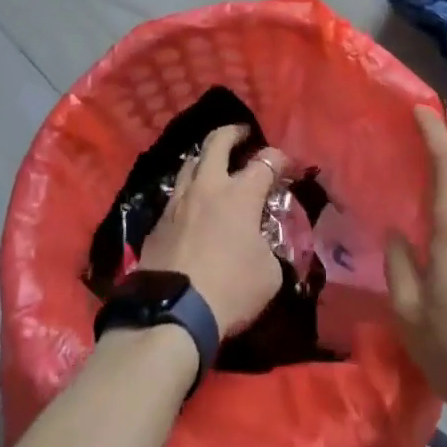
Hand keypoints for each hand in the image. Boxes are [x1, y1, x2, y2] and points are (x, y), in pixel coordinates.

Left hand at [138, 125, 288, 336]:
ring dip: (205, 159)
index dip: (281, 159)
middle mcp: (208, 186)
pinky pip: (175, 195)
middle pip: (217, 142)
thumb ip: (271, 249)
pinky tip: (193, 206)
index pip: (266, 161)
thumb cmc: (230, 290)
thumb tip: (265, 244)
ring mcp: (178, 201)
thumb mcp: (269, 275)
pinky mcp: (158, 222)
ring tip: (213, 166)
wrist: (173, 313)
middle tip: (242, 135)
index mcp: (240, 193)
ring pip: (190, 163)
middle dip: (233, 133)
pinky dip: (188, 192)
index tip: (288, 166)